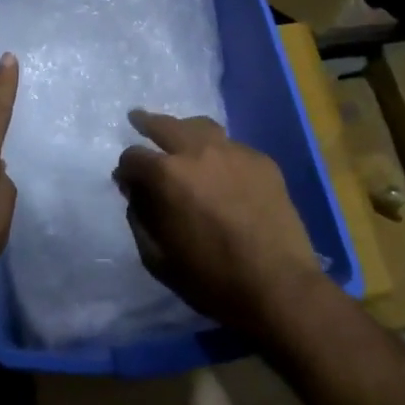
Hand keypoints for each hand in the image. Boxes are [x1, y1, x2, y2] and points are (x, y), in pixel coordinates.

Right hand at [114, 111, 323, 337]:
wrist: (278, 286)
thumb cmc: (211, 278)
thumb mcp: (158, 257)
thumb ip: (139, 218)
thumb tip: (134, 193)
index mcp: (167, 175)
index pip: (133, 157)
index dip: (126, 169)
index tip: (127, 181)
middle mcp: (198, 151)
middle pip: (165, 125)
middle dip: (146, 123)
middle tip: (137, 119)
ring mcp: (235, 152)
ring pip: (202, 127)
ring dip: (185, 130)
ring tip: (181, 137)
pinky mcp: (263, 161)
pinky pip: (232, 147)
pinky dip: (219, 153)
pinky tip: (221, 170)